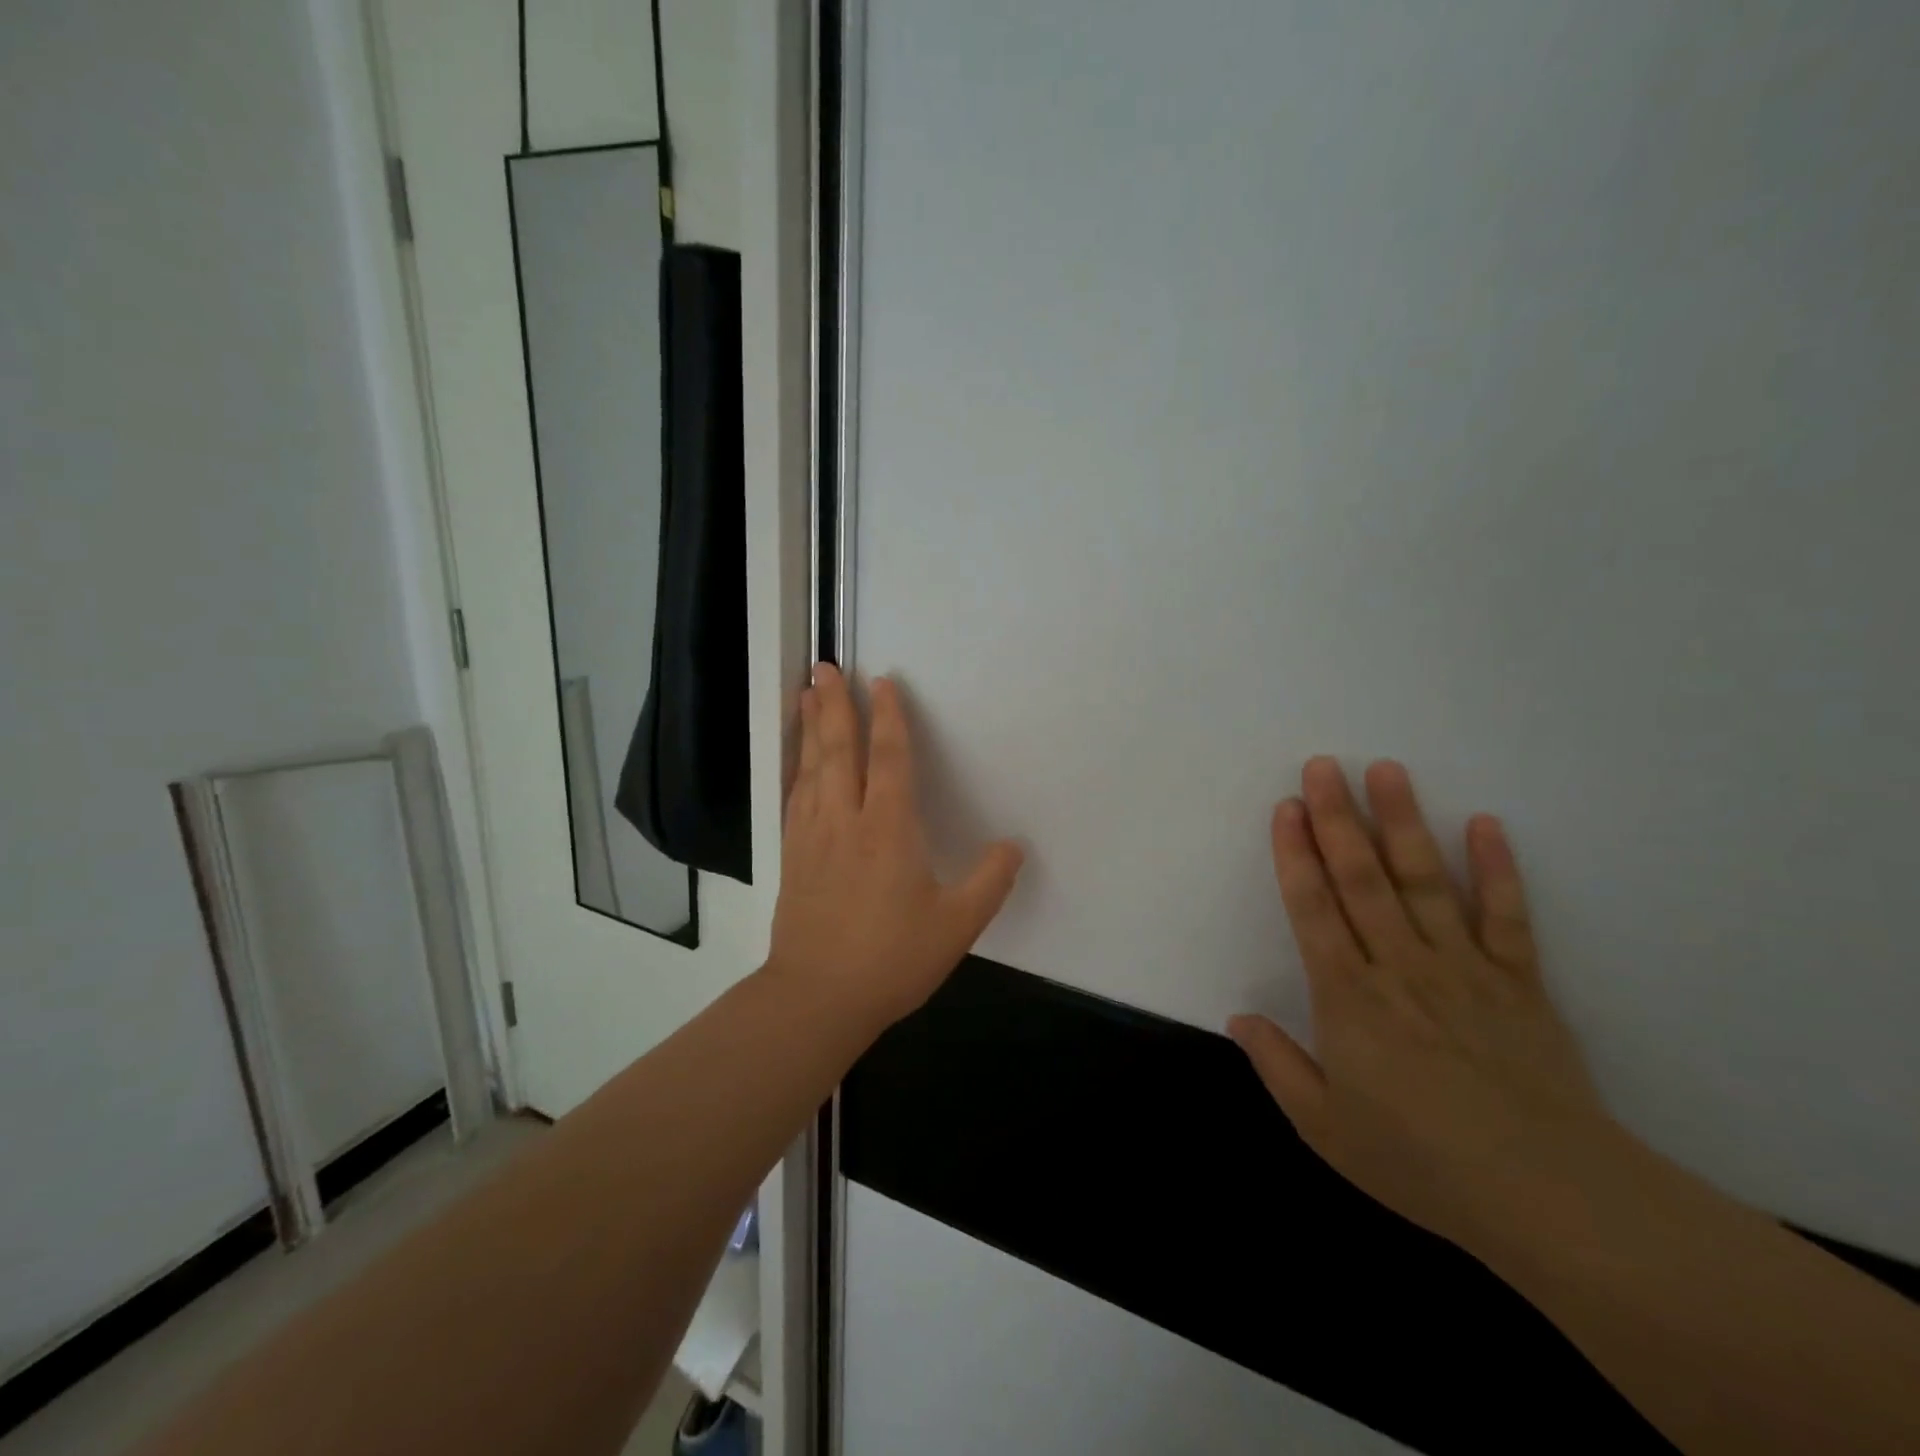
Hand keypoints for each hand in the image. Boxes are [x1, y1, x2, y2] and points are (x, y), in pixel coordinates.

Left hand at [769, 663, 1023, 1029]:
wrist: (817, 997)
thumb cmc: (891, 959)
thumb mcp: (956, 925)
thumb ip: (989, 881)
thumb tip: (1015, 846)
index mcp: (889, 829)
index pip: (889, 758)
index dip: (888, 717)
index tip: (882, 682)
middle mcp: (846, 820)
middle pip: (839, 750)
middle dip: (835, 705)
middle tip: (826, 666)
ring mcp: (813, 835)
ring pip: (811, 767)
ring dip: (811, 726)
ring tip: (806, 693)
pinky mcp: (793, 855)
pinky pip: (794, 795)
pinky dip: (795, 766)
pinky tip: (797, 758)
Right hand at [1230, 757, 1619, 1257]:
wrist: (1552, 1198)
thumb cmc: (1423, 1162)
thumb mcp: (1325, 1128)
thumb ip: (1277, 1065)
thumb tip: (1237, 1017)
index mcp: (1348, 997)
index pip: (1313, 908)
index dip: (1295, 854)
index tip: (1286, 807)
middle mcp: (1400, 966)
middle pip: (1361, 878)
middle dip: (1337, 817)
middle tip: (1324, 764)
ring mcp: (1464, 968)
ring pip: (1424, 881)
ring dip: (1403, 821)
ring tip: (1387, 769)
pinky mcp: (1519, 982)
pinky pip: (1505, 916)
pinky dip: (1495, 868)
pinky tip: (1484, 823)